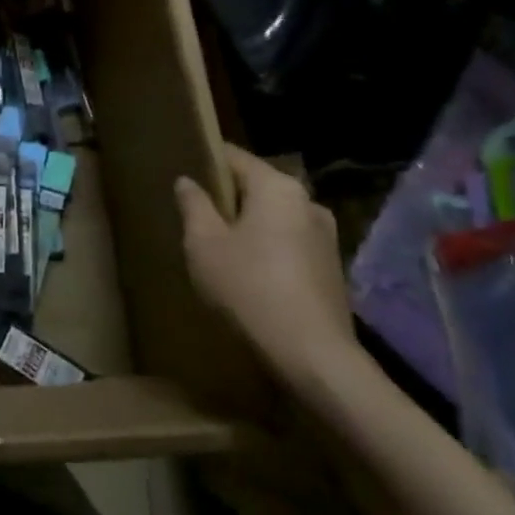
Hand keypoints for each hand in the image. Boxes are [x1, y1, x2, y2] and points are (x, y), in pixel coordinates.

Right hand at [175, 145, 357, 387]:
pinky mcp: (331, 268)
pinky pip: (289, 243)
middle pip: (257, 186)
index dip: (205, 160)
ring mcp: (325, 237)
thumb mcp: (204, 245)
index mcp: (277, 188)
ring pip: (274, 217)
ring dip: (248, 226)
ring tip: (218, 246)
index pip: (234, 157)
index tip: (182, 171)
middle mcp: (308, 202)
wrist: (313, 357)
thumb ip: (194, 206)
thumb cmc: (249, 288)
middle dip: (227, 197)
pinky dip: (267, 248)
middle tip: (195, 214)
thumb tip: (187, 181)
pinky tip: (248, 272)